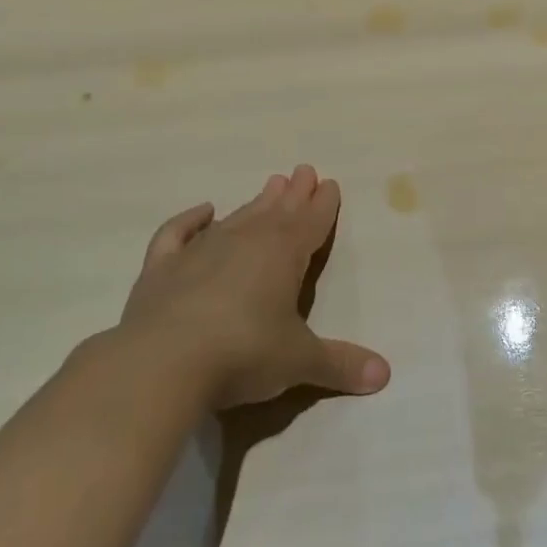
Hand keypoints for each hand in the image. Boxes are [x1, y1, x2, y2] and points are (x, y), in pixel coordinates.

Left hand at [120, 165, 390, 409]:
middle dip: (294, 193)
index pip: (312, 222)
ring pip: (237, 217)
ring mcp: (201, 251)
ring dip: (256, 202)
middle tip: (303, 171)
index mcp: (284, 254)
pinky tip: (203, 211)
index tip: (329, 183)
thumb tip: (384, 375)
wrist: (161, 364)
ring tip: (270, 185)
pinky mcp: (162, 268)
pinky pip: (178, 233)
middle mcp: (246, 241)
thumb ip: (340, 364)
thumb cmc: (243, 354)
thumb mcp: (300, 361)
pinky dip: (190, 220)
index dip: (323, 204)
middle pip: (277, 211)